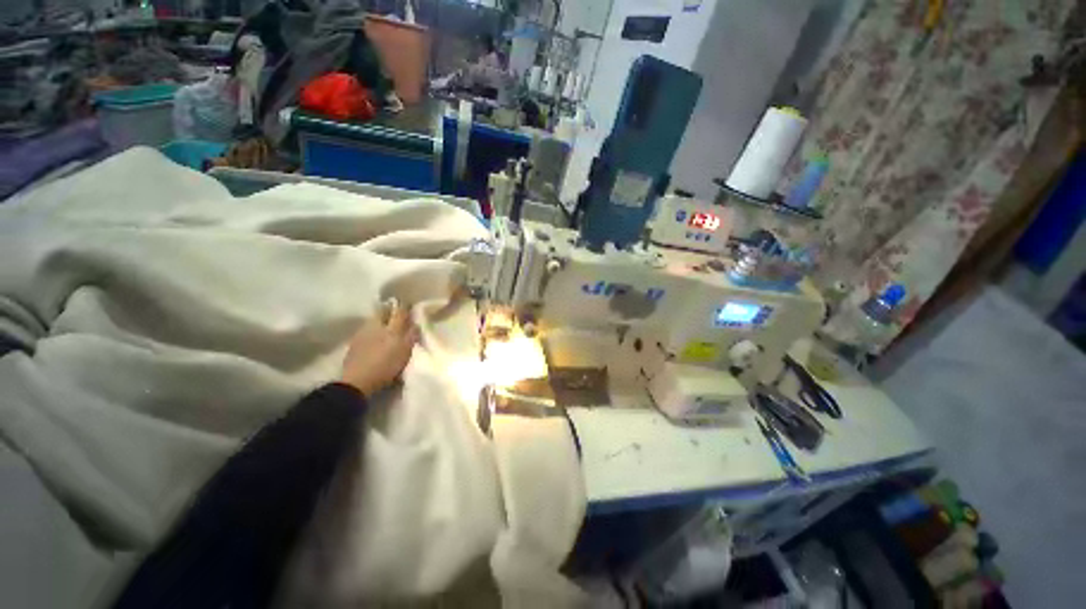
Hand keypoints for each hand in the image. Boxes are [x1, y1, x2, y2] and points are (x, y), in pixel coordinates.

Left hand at [339, 302, 418, 396]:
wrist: (356, 381)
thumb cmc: (386, 367)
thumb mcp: (405, 352)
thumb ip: (411, 336)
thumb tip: (416, 323)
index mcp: (391, 328)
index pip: (400, 312)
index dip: (406, 307)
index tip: (410, 305)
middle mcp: (376, 326)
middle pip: (383, 311)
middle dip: (390, 309)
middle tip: (397, 311)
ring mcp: (363, 332)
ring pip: (374, 319)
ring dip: (381, 318)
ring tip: (386, 323)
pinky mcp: (354, 341)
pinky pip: (366, 328)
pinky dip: (373, 328)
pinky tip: (375, 334)